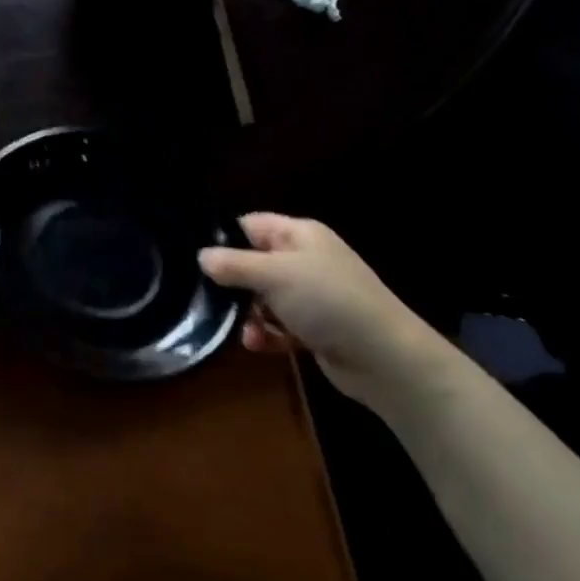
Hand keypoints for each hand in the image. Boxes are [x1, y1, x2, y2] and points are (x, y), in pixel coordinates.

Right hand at [199, 213, 449, 407]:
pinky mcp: (313, 327)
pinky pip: (277, 326)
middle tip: (212, 300)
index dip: (224, 239)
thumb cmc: (327, 300)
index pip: (251, 225)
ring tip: (245, 331)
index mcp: (299, 234)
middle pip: (253, 263)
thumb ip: (233, 264)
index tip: (197, 260)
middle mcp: (304, 260)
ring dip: (248, 315)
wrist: (382, 356)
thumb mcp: (274, 275)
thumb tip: (201, 256)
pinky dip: (266, 334)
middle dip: (233, 284)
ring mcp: (310, 295)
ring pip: (262, 298)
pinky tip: (258, 345)